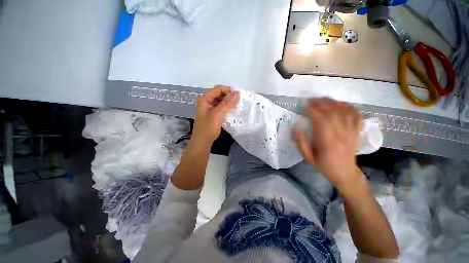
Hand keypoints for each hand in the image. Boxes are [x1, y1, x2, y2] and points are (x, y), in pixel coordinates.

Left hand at [192, 86, 239, 143]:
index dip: (228, 90)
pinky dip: (227, 108)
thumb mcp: (218, 113)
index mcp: (205, 99)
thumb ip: (228, 103)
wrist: (203, 141)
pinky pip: (221, 108)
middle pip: (219, 94)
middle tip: (239, 100)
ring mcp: (209, 108)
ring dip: (228, 102)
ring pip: (221, 101)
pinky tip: (233, 110)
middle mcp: (206, 102)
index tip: (238, 95)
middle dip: (229, 96)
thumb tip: (237, 93)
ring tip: (237, 105)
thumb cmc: (208, 127)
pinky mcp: (213, 114)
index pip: (217, 89)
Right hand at [293, 98, 362, 190]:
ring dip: (333, 103)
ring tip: (323, 99)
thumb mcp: (308, 158)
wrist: (345, 173)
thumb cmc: (324, 165)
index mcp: (328, 143)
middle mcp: (341, 135)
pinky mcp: (356, 131)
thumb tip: (295, 128)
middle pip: (333, 113)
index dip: (313, 111)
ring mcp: (351, 132)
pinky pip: (356, 115)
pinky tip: (341, 103)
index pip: (321, 121)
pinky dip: (349, 107)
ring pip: (344, 112)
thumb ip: (301, 143)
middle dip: (321, 104)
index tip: (305, 107)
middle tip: (311, 100)